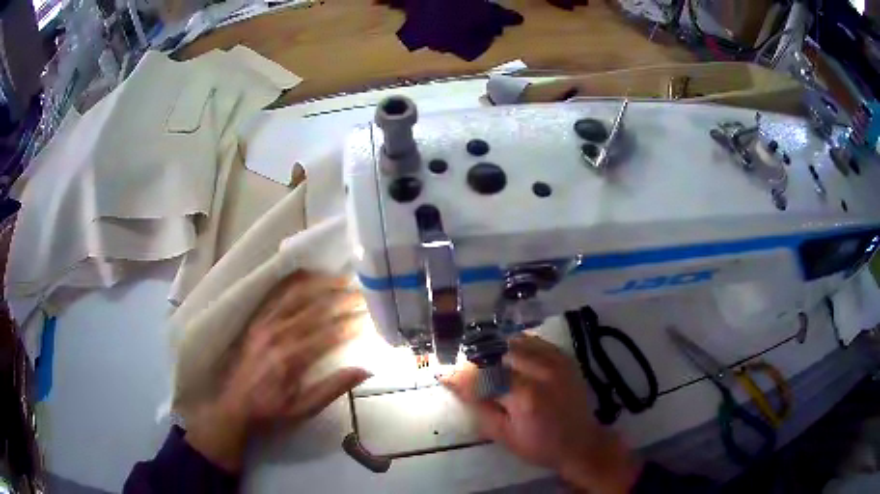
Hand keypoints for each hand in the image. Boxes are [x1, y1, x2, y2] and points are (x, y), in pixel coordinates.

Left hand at [185, 272, 370, 471]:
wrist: (234, 406)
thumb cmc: (271, 411)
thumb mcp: (305, 409)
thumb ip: (333, 388)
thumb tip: (366, 370)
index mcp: (291, 358)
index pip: (329, 334)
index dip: (351, 324)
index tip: (370, 317)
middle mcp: (277, 334)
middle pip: (315, 309)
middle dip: (341, 299)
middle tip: (362, 292)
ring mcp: (265, 323)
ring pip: (296, 295)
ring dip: (320, 284)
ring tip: (340, 278)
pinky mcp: (257, 320)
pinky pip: (277, 294)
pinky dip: (294, 282)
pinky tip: (308, 275)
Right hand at [444, 334, 640, 492]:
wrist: (580, 442)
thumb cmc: (539, 445)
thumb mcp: (503, 434)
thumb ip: (478, 407)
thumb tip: (453, 384)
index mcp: (526, 396)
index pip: (485, 376)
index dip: (461, 374)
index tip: (443, 373)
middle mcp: (542, 372)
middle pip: (499, 352)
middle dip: (477, 360)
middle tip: (465, 370)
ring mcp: (556, 361)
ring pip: (516, 342)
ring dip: (496, 350)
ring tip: (485, 363)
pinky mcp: (564, 358)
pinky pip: (535, 342)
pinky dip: (517, 346)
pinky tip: (509, 356)